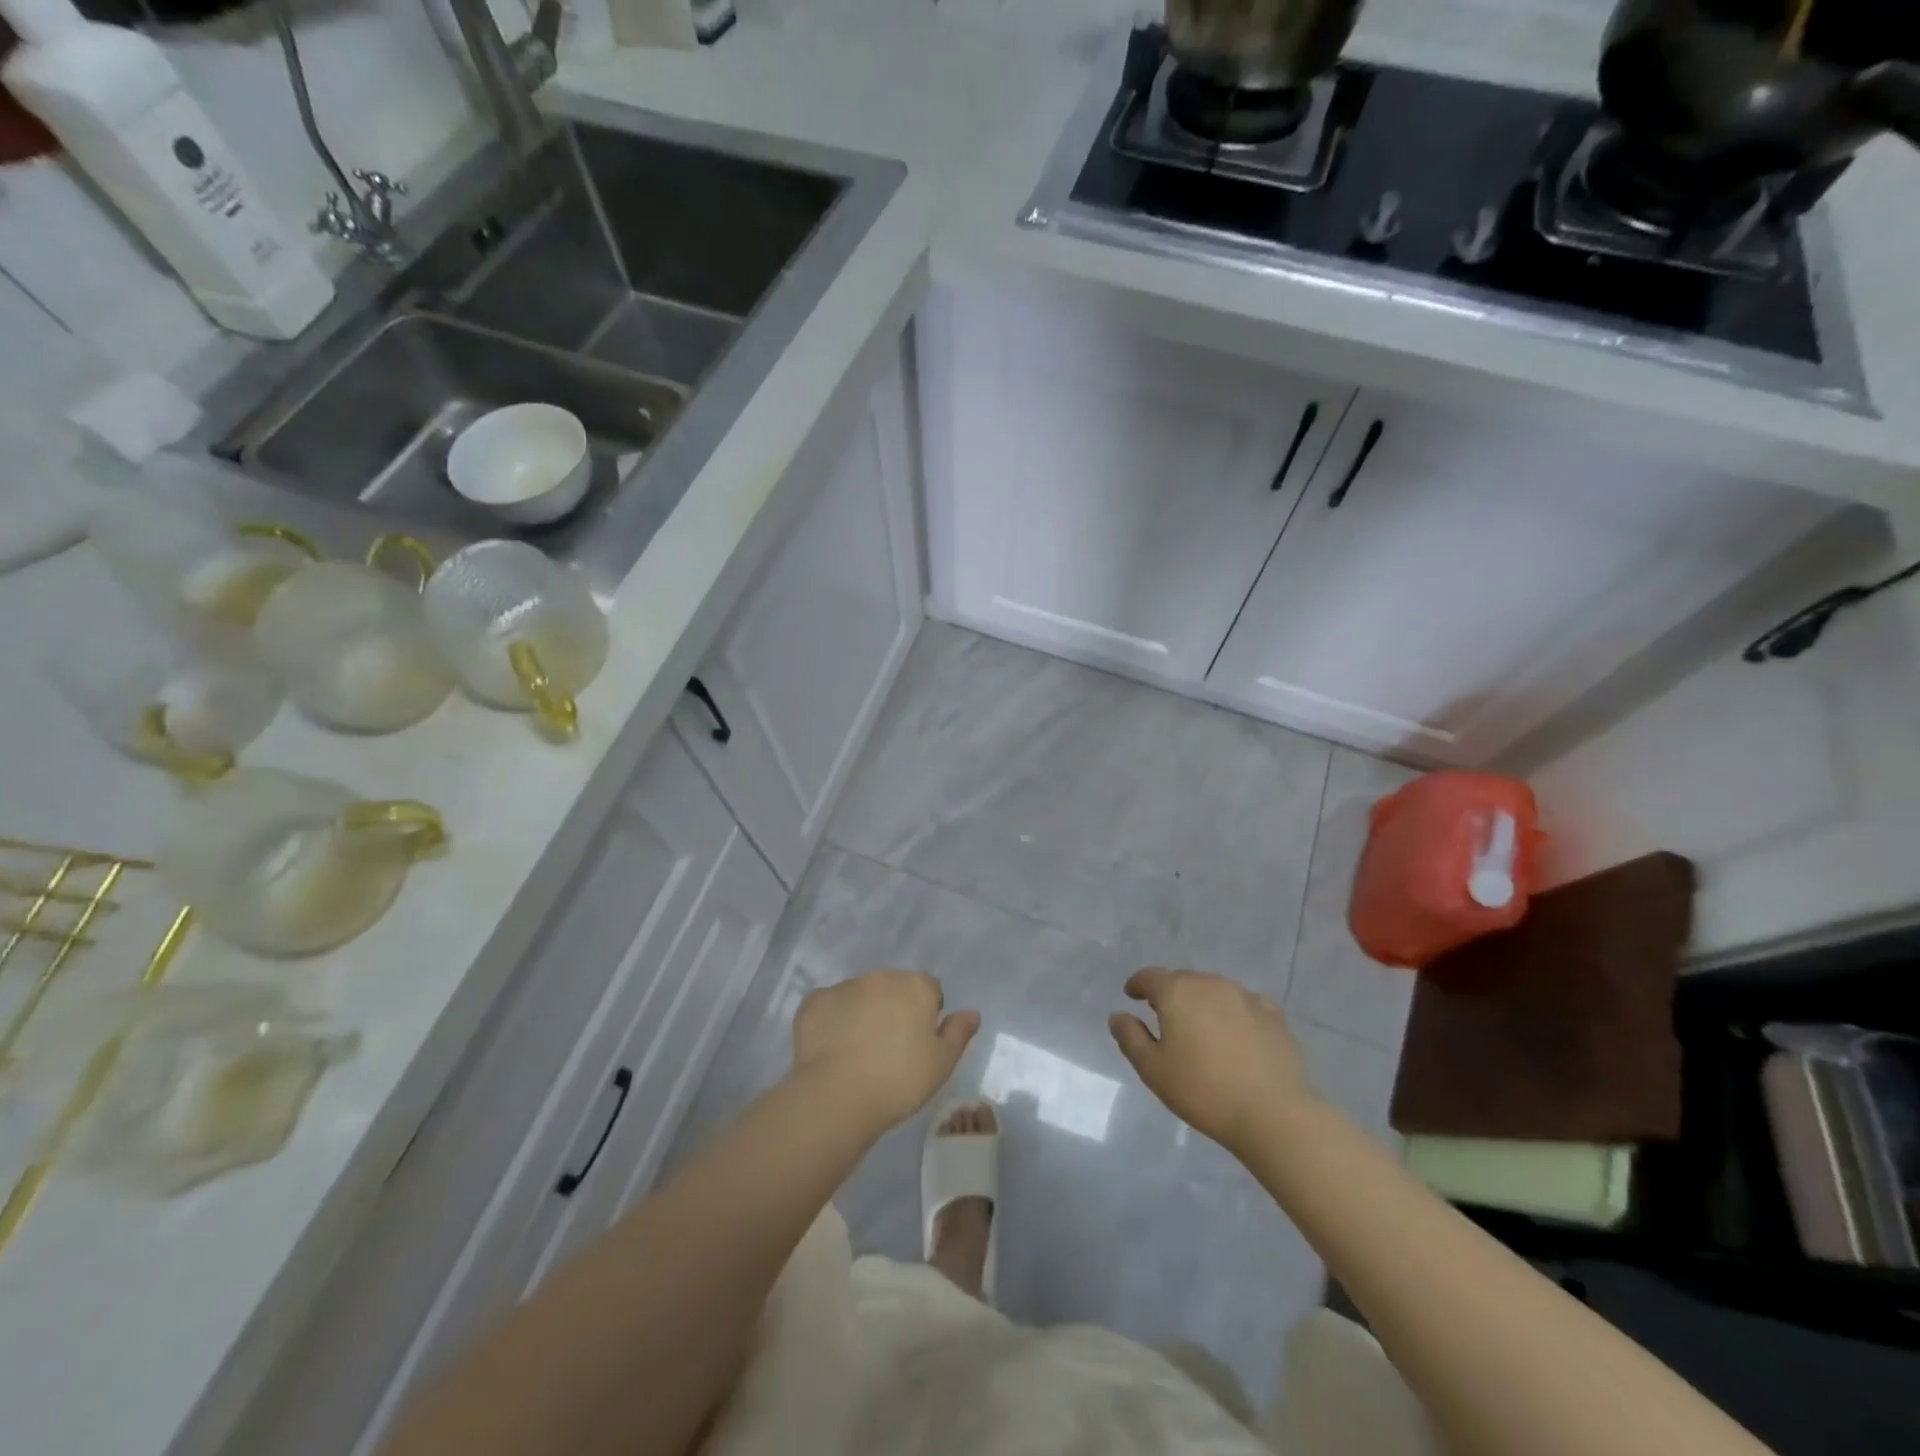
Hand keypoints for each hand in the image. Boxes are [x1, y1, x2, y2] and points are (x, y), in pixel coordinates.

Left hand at [791, 970, 979, 1133]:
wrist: (837, 1096)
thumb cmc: (899, 1081)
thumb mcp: (941, 1064)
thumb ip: (958, 1033)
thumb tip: (972, 1013)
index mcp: (915, 986)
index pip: (929, 989)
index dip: (927, 1013)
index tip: (918, 1042)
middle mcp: (881, 977)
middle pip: (894, 988)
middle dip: (894, 1008)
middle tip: (889, 1048)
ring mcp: (845, 986)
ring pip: (860, 995)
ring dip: (863, 1012)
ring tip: (857, 1052)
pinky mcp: (814, 1001)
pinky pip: (830, 1007)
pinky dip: (833, 1021)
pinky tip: (832, 1050)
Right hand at [1109, 968, 1316, 1152]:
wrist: (1273, 1113)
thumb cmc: (1203, 1091)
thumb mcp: (1153, 1070)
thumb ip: (1130, 1037)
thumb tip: (1118, 1016)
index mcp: (1177, 992)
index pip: (1150, 977)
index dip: (1137, 985)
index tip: (1132, 995)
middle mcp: (1209, 983)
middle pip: (1182, 980)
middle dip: (1170, 994)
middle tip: (1166, 1019)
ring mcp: (1244, 996)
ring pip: (1214, 990)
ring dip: (1202, 1002)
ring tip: (1201, 1029)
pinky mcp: (1273, 1014)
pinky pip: (1243, 1004)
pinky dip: (1233, 1013)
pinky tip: (1236, 1035)